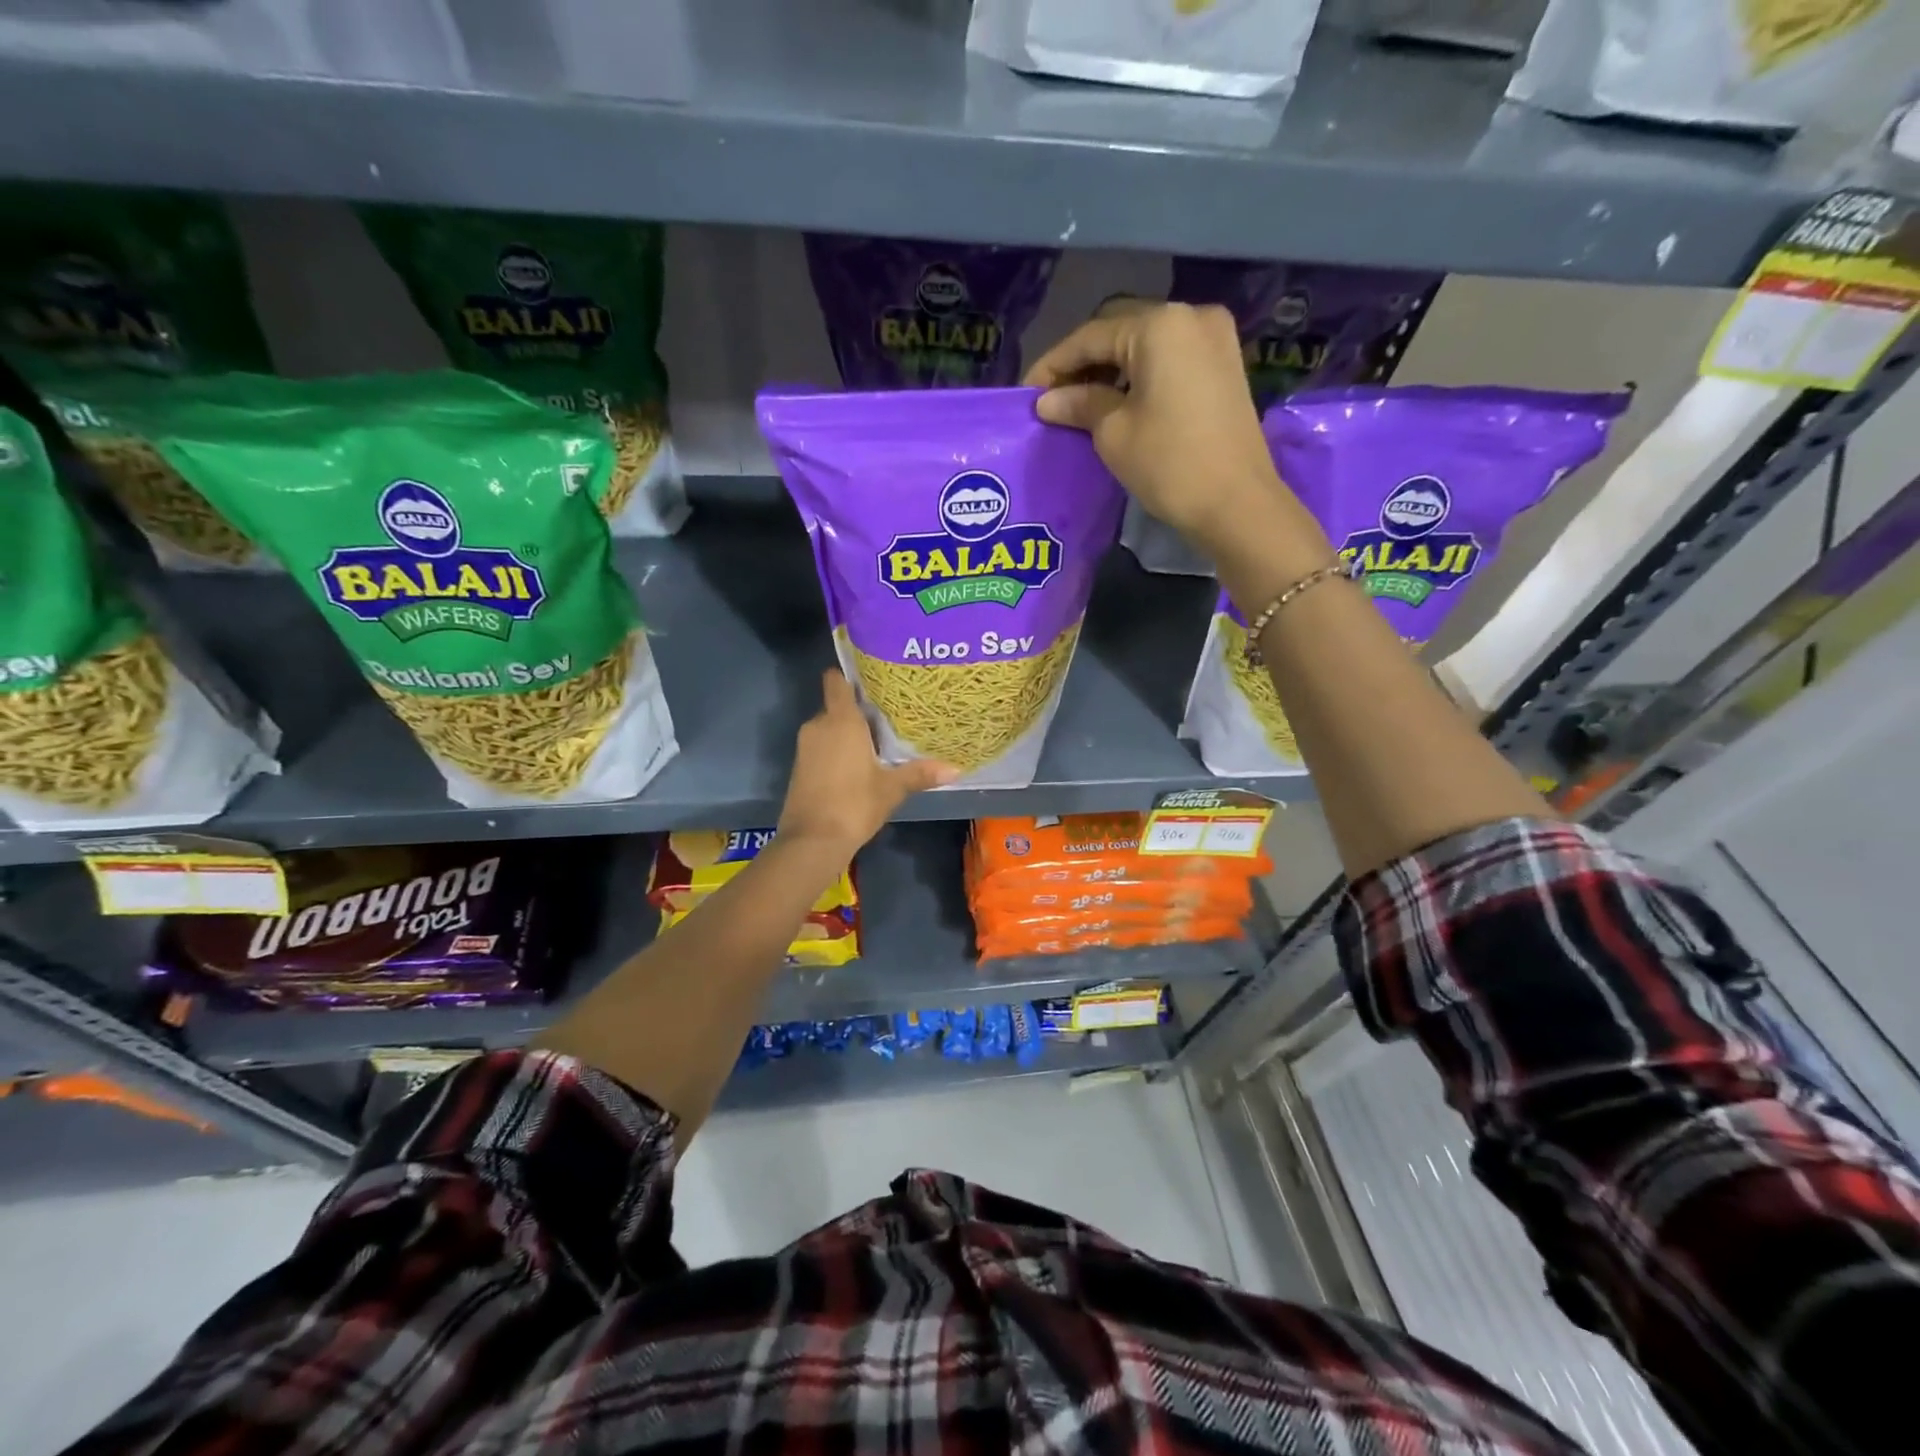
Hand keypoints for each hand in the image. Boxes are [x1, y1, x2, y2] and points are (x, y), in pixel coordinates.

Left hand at [776, 670, 957, 859]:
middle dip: (858, 710)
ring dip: (847, 732)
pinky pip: (821, 745)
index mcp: (840, 720)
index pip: (836, 681)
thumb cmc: (854, 804)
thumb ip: (920, 774)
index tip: (871, 678)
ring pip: (828, 727)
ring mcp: (805, 746)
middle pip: (836, 705)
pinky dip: (836, 749)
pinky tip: (858, 763)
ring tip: (877, 740)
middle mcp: (818, 725)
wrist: (812, 841)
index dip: (850, 675)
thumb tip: (956, 769)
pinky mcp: (799, 767)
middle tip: (888, 715)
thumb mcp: (892, 789)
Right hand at [1025, 300, 1323, 568]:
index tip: (1026, 393)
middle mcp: (1191, 316)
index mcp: (1160, 325)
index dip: (1053, 364)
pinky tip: (1118, 401)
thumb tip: (1047, 400)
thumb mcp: (1113, 433)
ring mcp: (1215, 338)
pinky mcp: (1225, 365)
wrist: (1237, 504)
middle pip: (1120, 330)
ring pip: (1146, 343)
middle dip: (1083, 362)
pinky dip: (1140, 374)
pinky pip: (1170, 358)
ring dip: (1111, 368)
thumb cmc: (1169, 464)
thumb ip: (1079, 405)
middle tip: (1053, 398)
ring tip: (1081, 403)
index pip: (1091, 336)